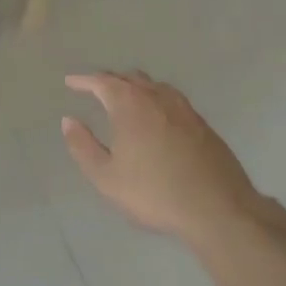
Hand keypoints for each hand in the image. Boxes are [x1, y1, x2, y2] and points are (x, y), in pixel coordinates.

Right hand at [62, 72, 282, 246]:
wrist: (217, 208)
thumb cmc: (154, 192)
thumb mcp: (106, 177)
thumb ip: (83, 146)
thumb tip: (69, 121)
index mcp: (130, 104)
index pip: (102, 82)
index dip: (84, 80)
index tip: (71, 82)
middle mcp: (157, 97)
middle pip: (129, 78)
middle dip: (109, 80)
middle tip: (95, 88)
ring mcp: (184, 108)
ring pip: (154, 85)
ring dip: (135, 86)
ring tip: (125, 97)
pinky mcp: (202, 124)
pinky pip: (172, 99)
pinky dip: (156, 98)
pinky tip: (156, 116)